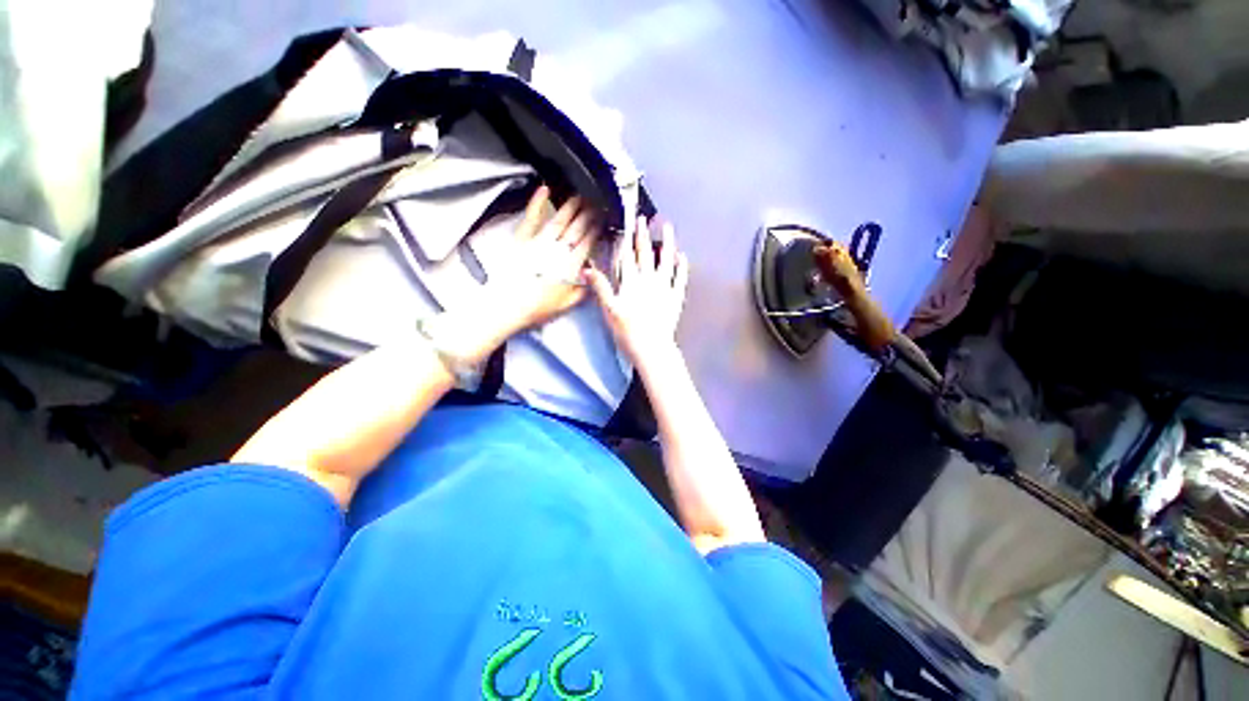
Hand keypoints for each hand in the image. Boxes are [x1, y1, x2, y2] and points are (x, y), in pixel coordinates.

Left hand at [478, 185, 600, 338]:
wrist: (510, 306)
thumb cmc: (538, 308)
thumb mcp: (567, 304)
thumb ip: (582, 291)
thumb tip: (591, 279)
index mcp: (570, 266)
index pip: (587, 243)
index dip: (596, 231)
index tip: (603, 221)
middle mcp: (557, 250)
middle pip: (576, 229)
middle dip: (588, 215)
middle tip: (596, 203)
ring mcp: (540, 242)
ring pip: (559, 220)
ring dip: (571, 207)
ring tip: (580, 196)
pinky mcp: (523, 239)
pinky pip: (532, 217)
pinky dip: (537, 202)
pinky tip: (544, 190)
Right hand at [585, 216, 688, 368]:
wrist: (652, 348)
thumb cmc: (628, 331)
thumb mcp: (609, 310)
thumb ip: (600, 288)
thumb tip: (587, 269)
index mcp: (631, 283)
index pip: (627, 256)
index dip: (627, 239)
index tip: (627, 224)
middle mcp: (649, 280)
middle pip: (645, 253)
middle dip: (643, 234)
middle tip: (644, 218)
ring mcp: (665, 288)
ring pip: (666, 260)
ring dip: (667, 243)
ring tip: (668, 227)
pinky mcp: (676, 297)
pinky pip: (680, 278)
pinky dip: (682, 267)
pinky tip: (682, 256)